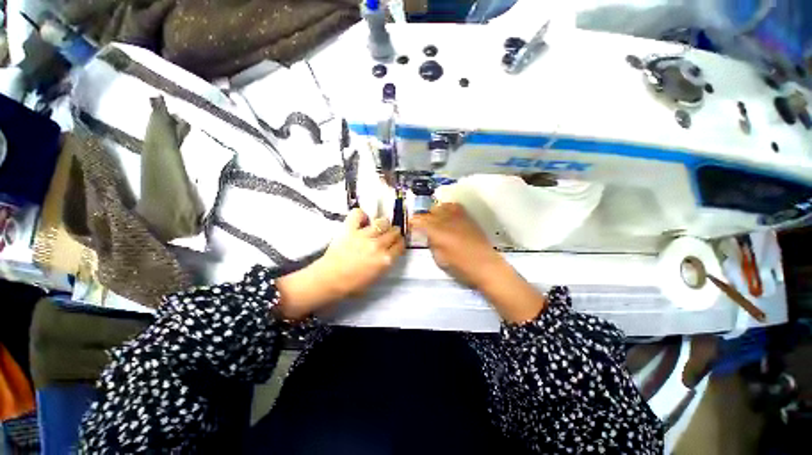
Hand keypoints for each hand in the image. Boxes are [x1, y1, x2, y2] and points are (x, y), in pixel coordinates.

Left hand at [277, 209, 404, 318]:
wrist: (329, 279)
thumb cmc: (352, 284)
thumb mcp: (376, 277)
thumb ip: (386, 262)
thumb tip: (389, 251)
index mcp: (385, 259)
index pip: (400, 244)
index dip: (399, 243)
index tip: (396, 243)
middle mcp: (378, 245)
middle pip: (394, 231)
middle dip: (393, 232)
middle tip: (388, 235)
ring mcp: (364, 235)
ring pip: (382, 221)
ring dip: (383, 224)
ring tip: (378, 227)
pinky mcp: (350, 229)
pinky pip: (358, 213)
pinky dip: (361, 215)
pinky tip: (362, 220)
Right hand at [410, 203, 502, 288]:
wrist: (486, 265)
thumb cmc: (461, 267)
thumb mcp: (440, 259)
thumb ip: (432, 244)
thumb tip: (429, 236)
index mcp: (437, 232)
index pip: (420, 221)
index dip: (413, 222)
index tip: (411, 226)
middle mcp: (447, 221)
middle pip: (430, 212)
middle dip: (424, 218)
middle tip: (423, 227)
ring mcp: (458, 217)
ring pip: (442, 206)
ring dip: (435, 212)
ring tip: (435, 220)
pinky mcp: (468, 218)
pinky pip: (455, 206)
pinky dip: (448, 208)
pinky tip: (448, 216)